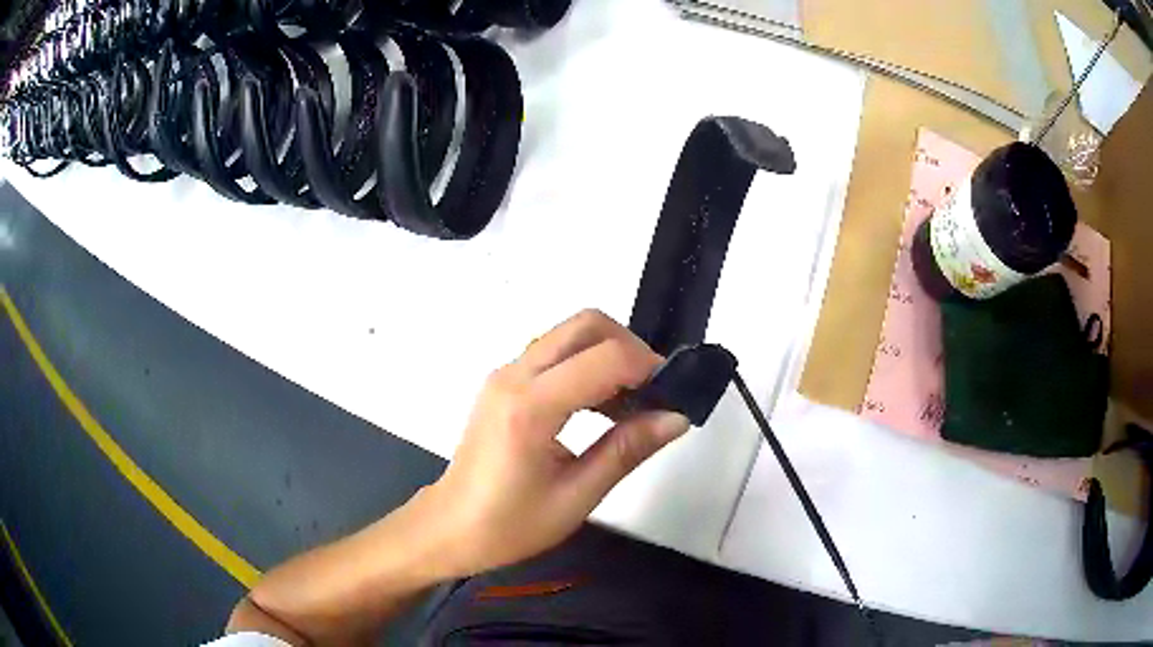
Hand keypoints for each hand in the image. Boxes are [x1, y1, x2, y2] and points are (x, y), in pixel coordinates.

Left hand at [419, 309, 689, 577]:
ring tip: (634, 406)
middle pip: (586, 324)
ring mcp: (505, 375)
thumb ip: (627, 450)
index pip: (605, 358)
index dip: (648, 368)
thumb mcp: (576, 497)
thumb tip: (676, 418)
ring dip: (609, 356)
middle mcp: (514, 375)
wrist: (449, 528)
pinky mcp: (504, 383)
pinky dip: (588, 366)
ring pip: (570, 335)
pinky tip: (603, 410)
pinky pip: (555, 354)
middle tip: (654, 392)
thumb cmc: (508, 526)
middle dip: (630, 348)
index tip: (672, 397)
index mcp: (531, 407)